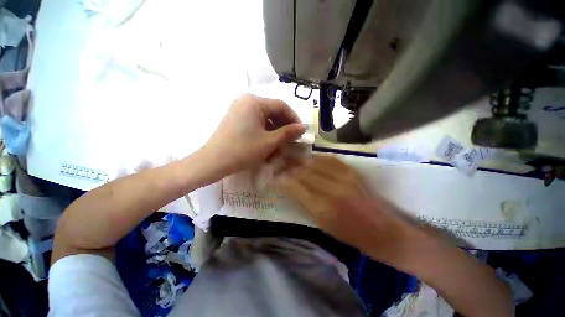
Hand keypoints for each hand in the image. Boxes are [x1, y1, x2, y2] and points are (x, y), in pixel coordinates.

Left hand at [202, 94, 305, 176]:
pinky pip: (255, 123)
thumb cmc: (243, 150)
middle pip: (273, 111)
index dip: (294, 118)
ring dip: (274, 131)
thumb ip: (288, 133)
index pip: (282, 106)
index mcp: (255, 102)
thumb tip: (303, 127)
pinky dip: (264, 133)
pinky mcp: (236, 119)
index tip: (300, 132)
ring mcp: (240, 110)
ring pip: (265, 119)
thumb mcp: (269, 142)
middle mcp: (246, 101)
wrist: (214, 162)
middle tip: (291, 140)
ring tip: (279, 145)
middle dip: (284, 126)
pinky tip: (268, 144)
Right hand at [275, 155, 415, 259]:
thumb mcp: (322, 224)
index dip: (282, 179)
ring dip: (301, 161)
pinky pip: (329, 159)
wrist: (383, 231)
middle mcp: (331, 189)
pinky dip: (317, 158)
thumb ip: (304, 202)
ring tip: (292, 159)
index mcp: (322, 208)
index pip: (294, 186)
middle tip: (280, 164)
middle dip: (289, 167)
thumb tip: (290, 187)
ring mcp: (343, 177)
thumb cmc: (350, 235)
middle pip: (303, 171)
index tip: (275, 176)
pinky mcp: (351, 171)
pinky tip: (311, 159)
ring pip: (314, 162)